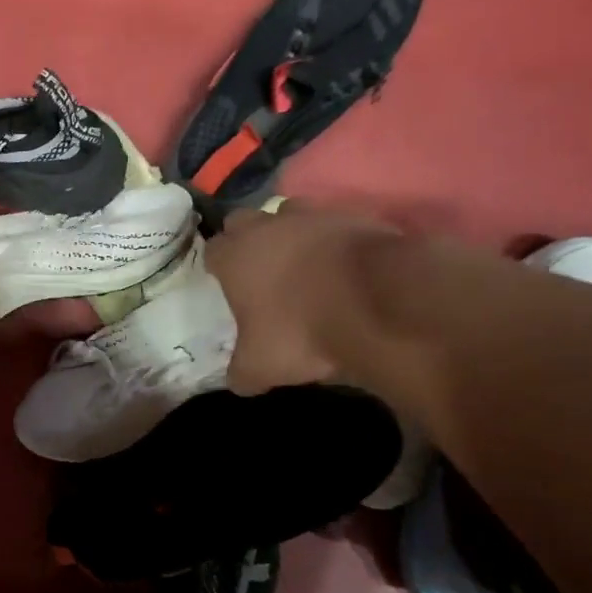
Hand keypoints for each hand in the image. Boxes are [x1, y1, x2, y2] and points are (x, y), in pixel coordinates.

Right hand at [205, 204, 399, 395]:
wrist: (379, 302)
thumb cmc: (301, 330)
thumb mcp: (260, 367)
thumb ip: (242, 371)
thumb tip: (239, 379)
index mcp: (236, 257)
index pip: (212, 249)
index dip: (217, 265)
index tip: (224, 280)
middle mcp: (269, 226)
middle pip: (245, 220)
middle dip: (247, 238)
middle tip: (258, 268)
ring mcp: (315, 216)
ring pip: (291, 213)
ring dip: (291, 232)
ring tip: (303, 262)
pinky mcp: (357, 217)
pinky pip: (337, 224)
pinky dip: (336, 241)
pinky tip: (344, 267)